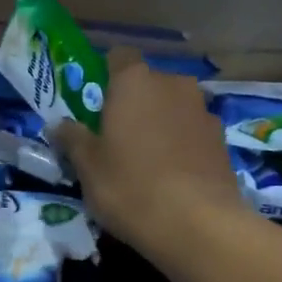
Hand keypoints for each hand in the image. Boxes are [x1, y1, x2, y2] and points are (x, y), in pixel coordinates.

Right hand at [52, 48, 242, 260]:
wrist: (199, 225)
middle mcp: (173, 85)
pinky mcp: (223, 140)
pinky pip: (192, 131)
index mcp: (134, 82)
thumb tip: (58, 125)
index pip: (119, 56)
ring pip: (173, 107)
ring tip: (146, 158)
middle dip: (134, 101)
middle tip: (116, 134)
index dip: (105, 73)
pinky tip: (172, 175)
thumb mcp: (87, 166)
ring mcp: (203, 111)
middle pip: (148, 82)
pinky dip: (181, 143)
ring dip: (160, 122)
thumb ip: (72, 138)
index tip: (95, 100)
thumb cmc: (130, 186)